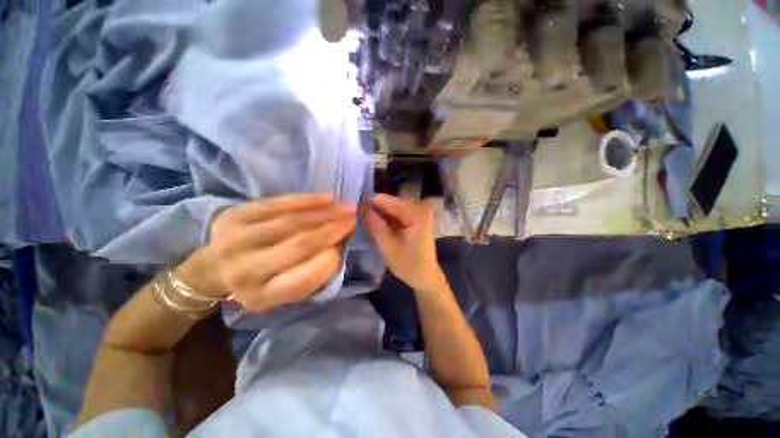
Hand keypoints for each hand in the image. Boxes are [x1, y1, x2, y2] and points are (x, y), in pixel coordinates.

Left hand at [183, 194, 355, 310]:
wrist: (214, 266)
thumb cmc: (259, 282)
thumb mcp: (283, 292)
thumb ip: (310, 277)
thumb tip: (334, 248)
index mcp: (259, 296)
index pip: (299, 281)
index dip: (326, 263)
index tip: (343, 248)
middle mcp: (244, 270)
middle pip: (298, 245)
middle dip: (332, 230)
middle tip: (353, 220)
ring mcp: (237, 239)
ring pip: (291, 222)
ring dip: (325, 213)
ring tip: (346, 208)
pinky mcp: (236, 215)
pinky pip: (278, 204)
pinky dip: (306, 200)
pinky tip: (327, 198)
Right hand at [364, 194, 444, 291]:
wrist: (425, 276)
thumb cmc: (408, 265)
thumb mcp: (387, 246)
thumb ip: (374, 224)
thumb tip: (360, 207)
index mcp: (416, 213)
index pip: (387, 201)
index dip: (368, 203)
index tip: (352, 207)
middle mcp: (419, 207)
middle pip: (389, 202)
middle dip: (373, 208)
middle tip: (355, 215)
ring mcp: (418, 212)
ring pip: (391, 207)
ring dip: (378, 213)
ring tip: (362, 219)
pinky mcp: (415, 217)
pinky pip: (395, 213)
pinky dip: (385, 218)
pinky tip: (374, 224)